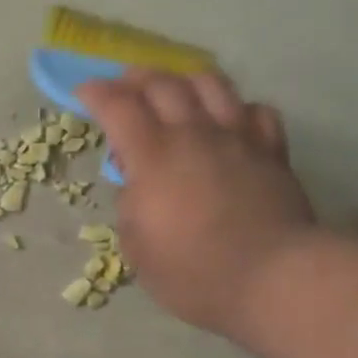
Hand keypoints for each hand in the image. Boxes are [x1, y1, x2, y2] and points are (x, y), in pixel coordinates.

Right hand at [77, 69, 319, 337]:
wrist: (272, 278)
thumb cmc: (193, 272)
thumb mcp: (138, 248)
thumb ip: (130, 207)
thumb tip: (137, 185)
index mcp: (153, 156)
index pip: (118, 106)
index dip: (97, 93)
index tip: (85, 93)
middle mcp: (194, 134)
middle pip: (162, 83)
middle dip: (135, 79)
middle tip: (124, 88)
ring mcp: (237, 138)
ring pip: (211, 84)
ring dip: (185, 81)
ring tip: (176, 94)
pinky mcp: (271, 151)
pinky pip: (255, 111)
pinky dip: (236, 109)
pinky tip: (230, 123)